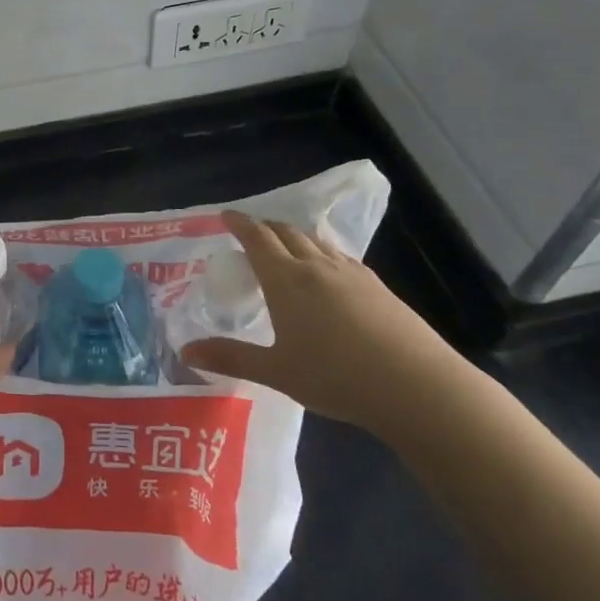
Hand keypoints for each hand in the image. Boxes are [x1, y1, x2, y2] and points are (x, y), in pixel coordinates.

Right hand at [181, 210, 480, 442]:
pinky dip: (322, 254)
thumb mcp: (276, 371)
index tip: (226, 215)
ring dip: (295, 237)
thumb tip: (185, 352)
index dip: (239, 224)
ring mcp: (352, 273)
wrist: (414, 385)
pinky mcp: (378, 287)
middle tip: (251, 233)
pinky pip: (340, 257)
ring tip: (286, 249)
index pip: (257, 238)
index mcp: (286, 280)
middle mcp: (317, 266)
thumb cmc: (335, 377)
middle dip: (265, 227)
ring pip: (316, 242)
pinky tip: (328, 274)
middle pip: (287, 232)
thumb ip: (230, 358)